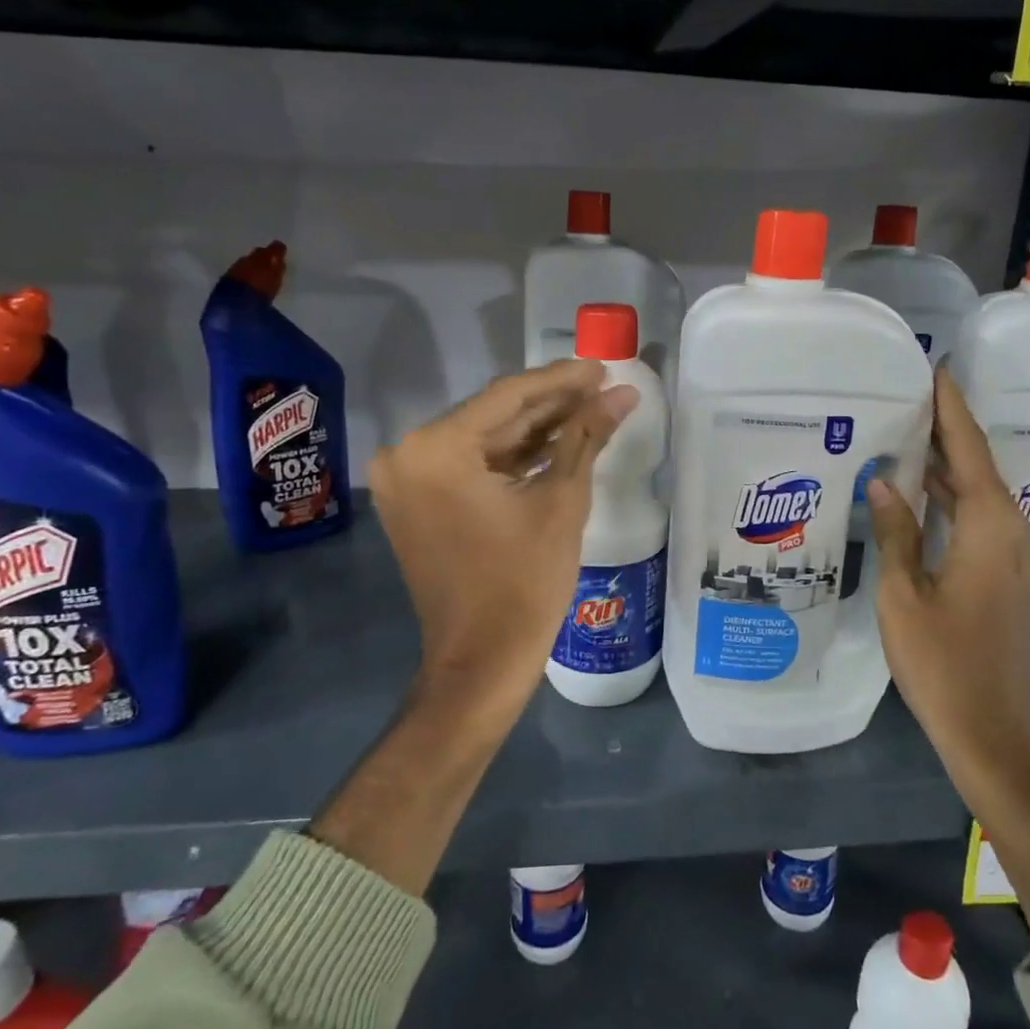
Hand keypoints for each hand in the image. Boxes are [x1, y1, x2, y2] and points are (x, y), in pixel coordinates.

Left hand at [369, 360, 638, 730]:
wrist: (481, 662)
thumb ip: (586, 437)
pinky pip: (470, 466)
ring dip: (535, 428)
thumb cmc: (524, 583)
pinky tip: (556, 442)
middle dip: (551, 403)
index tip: (602, 366)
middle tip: (602, 385)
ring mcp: (407, 480)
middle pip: (493, 416)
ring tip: (590, 409)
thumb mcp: (561, 501)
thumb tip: (623, 393)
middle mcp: (408, 454)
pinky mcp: (416, 502)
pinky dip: (511, 457)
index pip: (508, 397)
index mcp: (436, 448)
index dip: (562, 379)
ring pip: (484, 440)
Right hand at [865, 366, 1029, 812]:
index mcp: (990, 529)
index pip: (967, 450)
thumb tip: (883, 482)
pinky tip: (923, 498)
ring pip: (981, 496)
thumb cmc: (944, 666)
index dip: (950, 408)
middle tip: (905, 399)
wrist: (999, 737)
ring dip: (948, 468)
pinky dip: (955, 500)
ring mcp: (1020, 559)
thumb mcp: (904, 597)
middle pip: (978, 467)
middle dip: (945, 432)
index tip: (935, 369)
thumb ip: (896, 533)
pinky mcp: (1016, 580)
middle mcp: (1014, 533)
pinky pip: (984, 522)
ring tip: (907, 437)